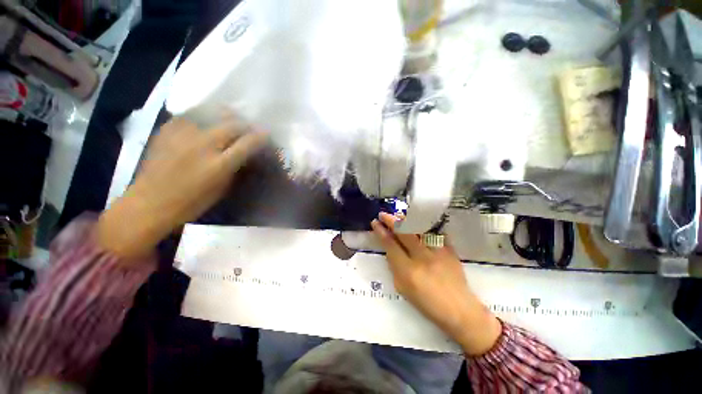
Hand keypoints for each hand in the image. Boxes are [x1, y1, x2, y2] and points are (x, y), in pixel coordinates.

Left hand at [98, 116, 266, 259]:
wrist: (149, 203)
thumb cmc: (191, 203)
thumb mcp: (222, 188)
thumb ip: (234, 168)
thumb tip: (243, 154)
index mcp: (219, 165)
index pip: (248, 143)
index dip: (261, 136)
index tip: (266, 134)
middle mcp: (203, 145)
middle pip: (232, 125)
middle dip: (245, 124)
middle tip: (249, 128)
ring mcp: (183, 135)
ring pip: (211, 114)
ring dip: (226, 116)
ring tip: (230, 118)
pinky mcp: (167, 131)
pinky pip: (190, 116)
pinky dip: (202, 117)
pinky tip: (205, 123)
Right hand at [371, 212, 501, 355]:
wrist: (459, 310)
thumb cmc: (427, 304)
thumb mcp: (403, 289)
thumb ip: (394, 267)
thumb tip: (390, 249)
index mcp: (408, 271)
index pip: (391, 245)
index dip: (381, 232)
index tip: (375, 223)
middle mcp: (422, 258)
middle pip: (404, 232)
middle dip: (391, 220)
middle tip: (383, 214)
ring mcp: (438, 252)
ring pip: (419, 229)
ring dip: (406, 220)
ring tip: (398, 217)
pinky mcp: (450, 250)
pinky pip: (435, 232)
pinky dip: (425, 227)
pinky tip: (419, 224)